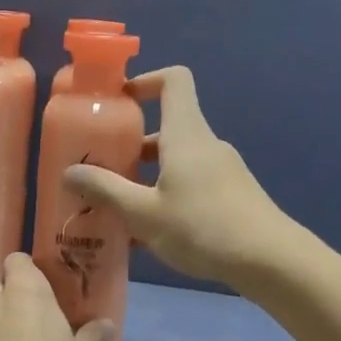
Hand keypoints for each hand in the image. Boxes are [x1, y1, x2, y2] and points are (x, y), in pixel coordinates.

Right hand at [63, 66, 293, 286]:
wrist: (270, 260)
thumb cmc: (202, 227)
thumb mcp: (143, 212)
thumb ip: (105, 190)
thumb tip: (69, 171)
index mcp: (186, 134)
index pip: (173, 80)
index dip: (145, 81)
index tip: (117, 103)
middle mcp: (205, 144)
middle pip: (167, 126)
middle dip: (131, 144)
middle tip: (102, 168)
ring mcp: (222, 170)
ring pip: (176, 160)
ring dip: (146, 176)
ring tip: (118, 207)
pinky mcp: (232, 195)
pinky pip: (191, 183)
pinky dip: (167, 195)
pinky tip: (150, 234)